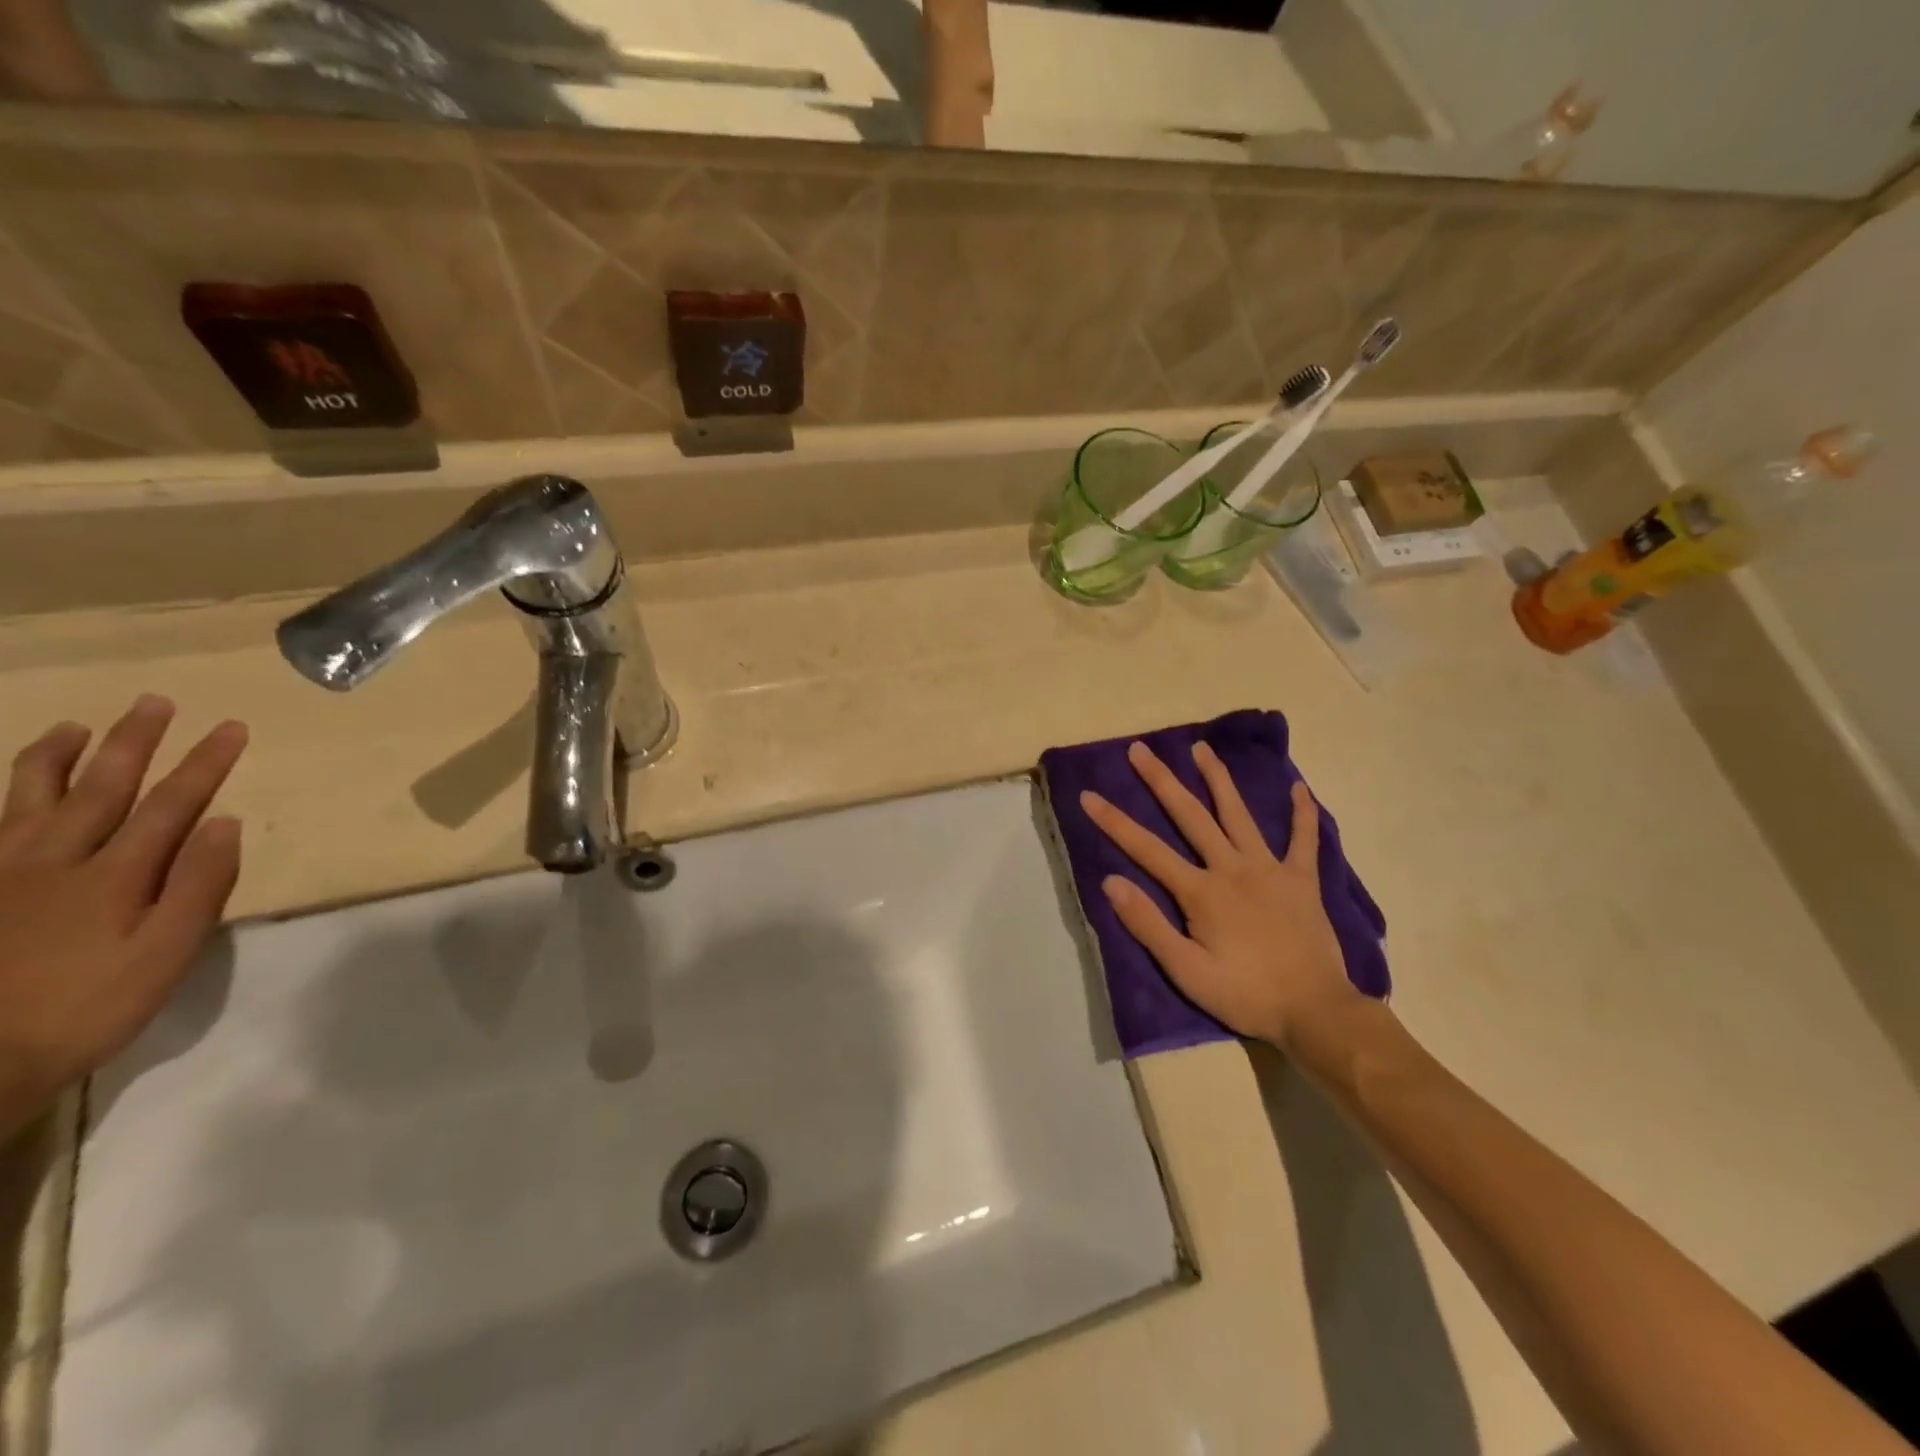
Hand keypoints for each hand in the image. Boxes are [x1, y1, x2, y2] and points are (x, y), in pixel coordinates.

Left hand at [0, 696, 247, 1138]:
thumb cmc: (90, 1006)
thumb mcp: (167, 952)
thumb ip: (199, 885)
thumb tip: (225, 822)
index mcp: (115, 874)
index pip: (172, 804)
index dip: (204, 763)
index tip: (232, 727)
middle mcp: (56, 860)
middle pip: (101, 788)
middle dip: (132, 743)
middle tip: (153, 702)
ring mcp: (2, 875)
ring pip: (28, 801)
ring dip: (55, 760)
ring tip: (71, 727)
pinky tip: (6, 794)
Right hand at [1080, 740, 1358, 1048]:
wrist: (1315, 1012)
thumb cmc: (1245, 995)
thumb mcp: (1187, 971)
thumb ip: (1148, 924)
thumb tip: (1111, 882)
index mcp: (1201, 891)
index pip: (1147, 849)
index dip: (1114, 822)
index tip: (1089, 796)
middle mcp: (1232, 868)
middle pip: (1190, 816)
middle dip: (1161, 781)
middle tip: (1140, 749)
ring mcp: (1270, 869)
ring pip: (1239, 815)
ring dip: (1218, 779)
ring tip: (1201, 748)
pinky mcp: (1302, 880)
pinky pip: (1304, 840)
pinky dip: (1303, 813)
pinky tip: (1299, 788)